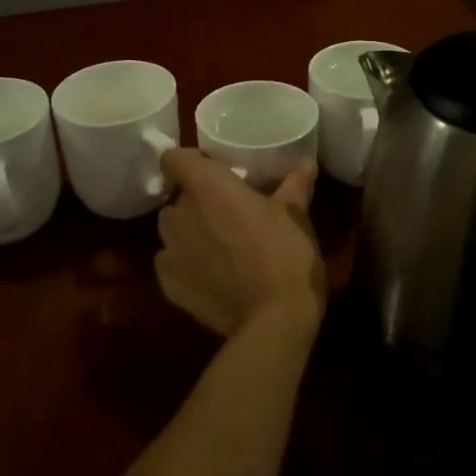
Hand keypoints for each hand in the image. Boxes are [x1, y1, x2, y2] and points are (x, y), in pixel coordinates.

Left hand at [154, 150, 326, 338]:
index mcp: (206, 186)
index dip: (188, 161)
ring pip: (171, 231)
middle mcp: (179, 213)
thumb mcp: (294, 214)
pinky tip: (210, 275)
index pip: (173, 158)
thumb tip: (307, 163)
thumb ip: (295, 185)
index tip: (211, 170)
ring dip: (188, 232)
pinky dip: (185, 264)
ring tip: (217, 245)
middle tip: (226, 212)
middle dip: (196, 202)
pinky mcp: (168, 285)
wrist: (274, 318)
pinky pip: (170, 263)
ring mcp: (169, 251)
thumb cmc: (284, 252)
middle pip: (176, 198)